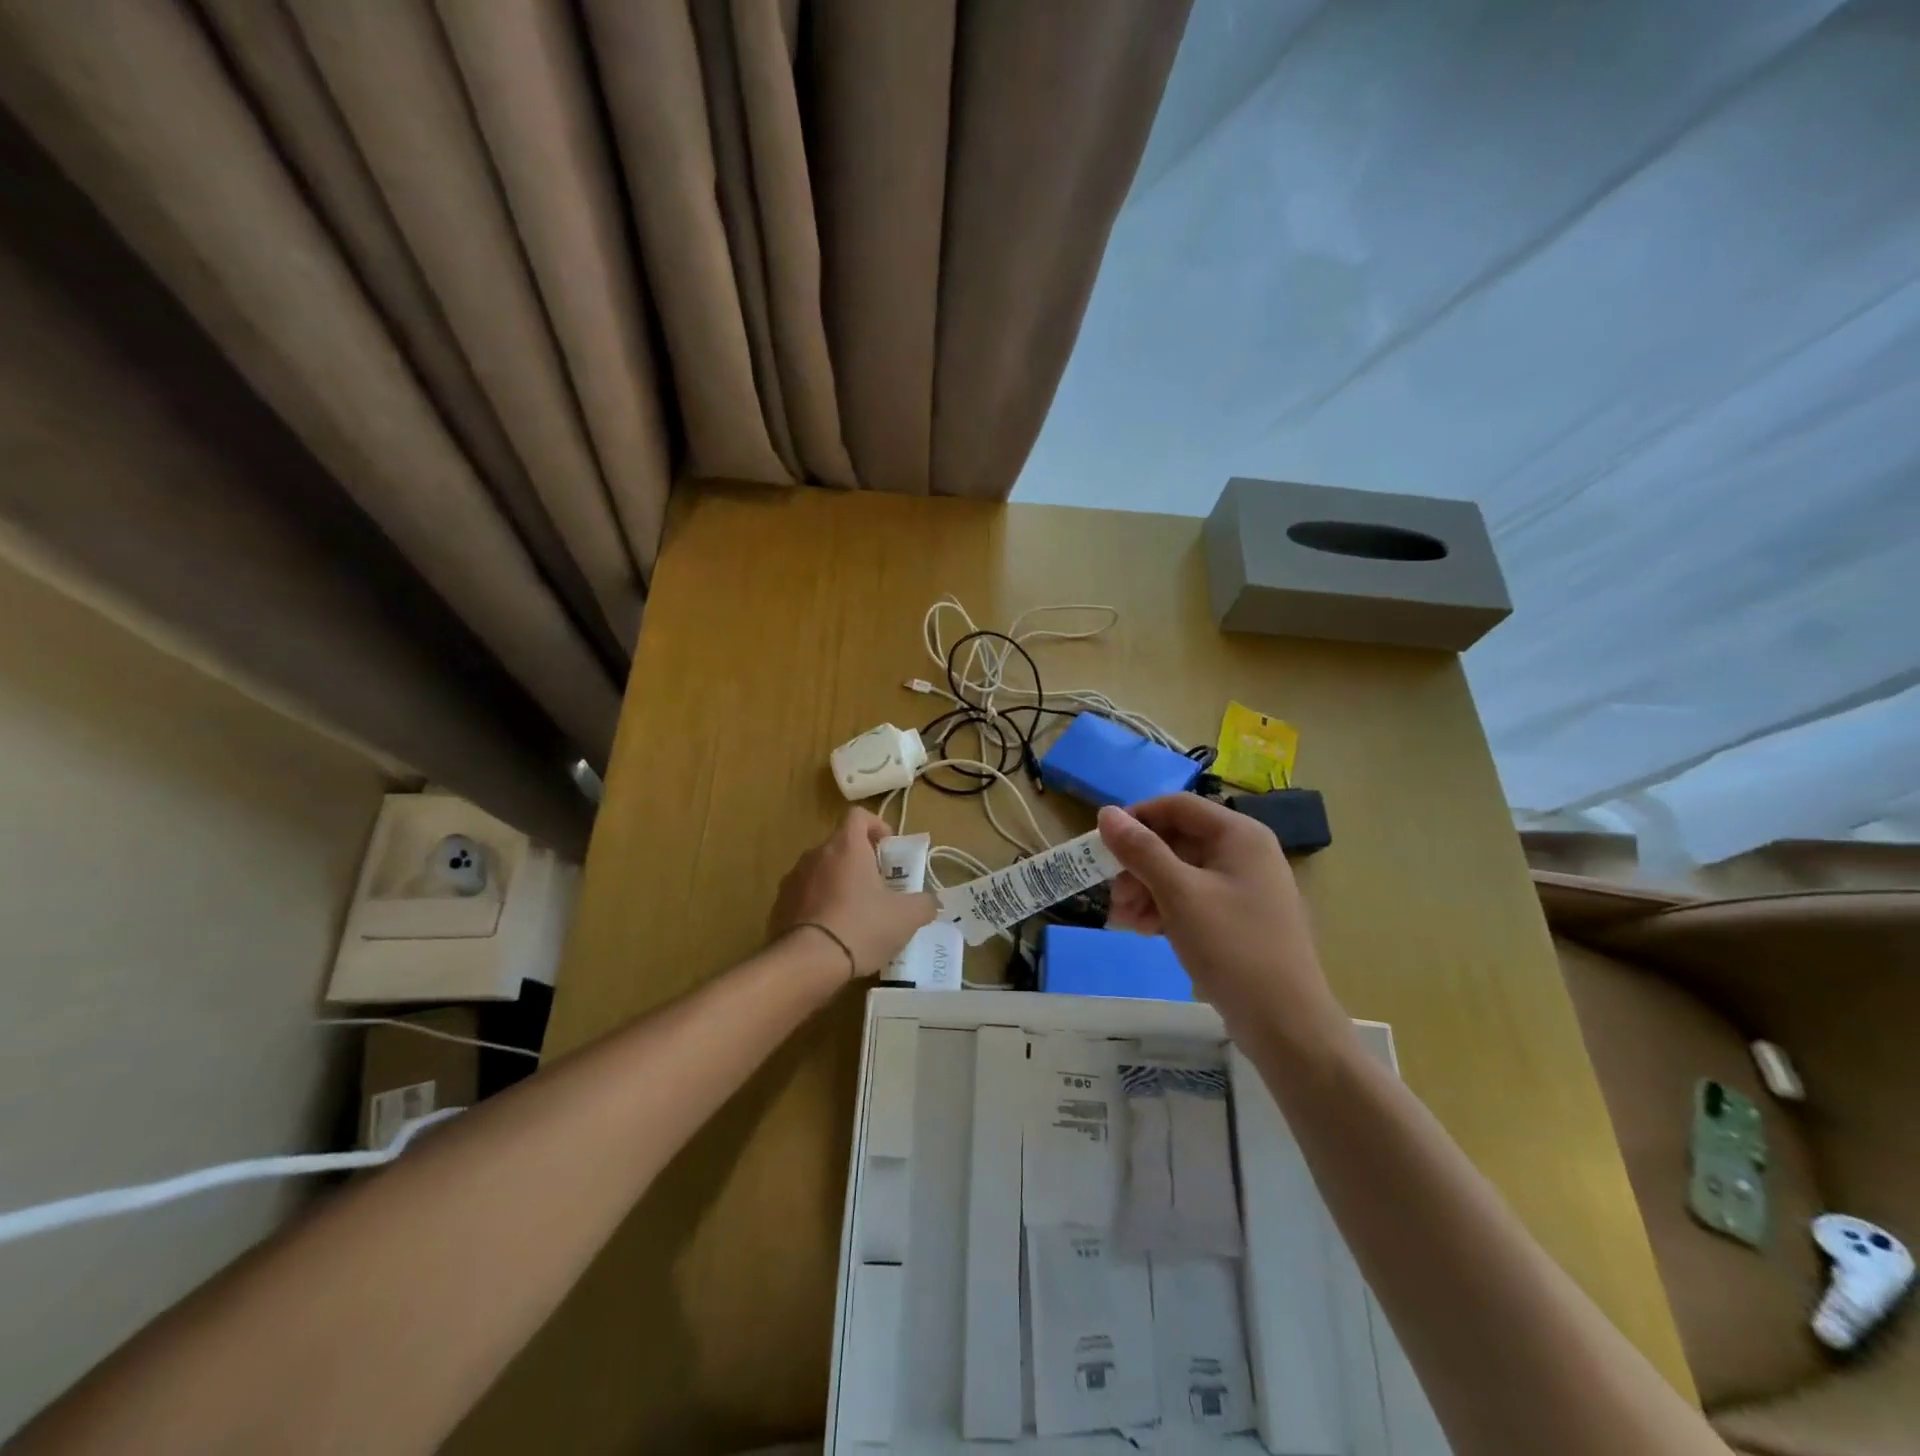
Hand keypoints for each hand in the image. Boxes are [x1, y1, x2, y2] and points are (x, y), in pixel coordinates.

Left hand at [768, 809, 936, 978]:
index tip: (888, 850)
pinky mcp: (778, 906)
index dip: (877, 826)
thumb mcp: (906, 917)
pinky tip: (832, 933)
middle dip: (861, 861)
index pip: (858, 816)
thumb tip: (929, 902)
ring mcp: (792, 879)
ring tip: (856, 914)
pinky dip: (819, 905)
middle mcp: (815, 854)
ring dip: (839, 884)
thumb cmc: (861, 926)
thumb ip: (924, 903)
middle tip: (879, 888)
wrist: (806, 963)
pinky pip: (804, 896)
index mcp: (846, 846)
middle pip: (840, 845)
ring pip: (822, 871)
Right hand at [1097, 796, 1345, 1040]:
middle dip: (1138, 866)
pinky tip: (1145, 931)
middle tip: (1114, 897)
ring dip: (1146, 891)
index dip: (1137, 818)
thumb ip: (1140, 850)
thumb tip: (1106, 812)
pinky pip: (1193, 899)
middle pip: (1176, 841)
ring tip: (1124, 921)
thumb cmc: (1232, 946)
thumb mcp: (1179, 894)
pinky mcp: (1239, 919)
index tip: (1103, 845)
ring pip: (1180, 873)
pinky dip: (1165, 909)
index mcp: (1239, 835)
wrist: (1285, 1024)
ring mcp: (1243, 888)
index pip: (1177, 806)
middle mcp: (1244, 853)